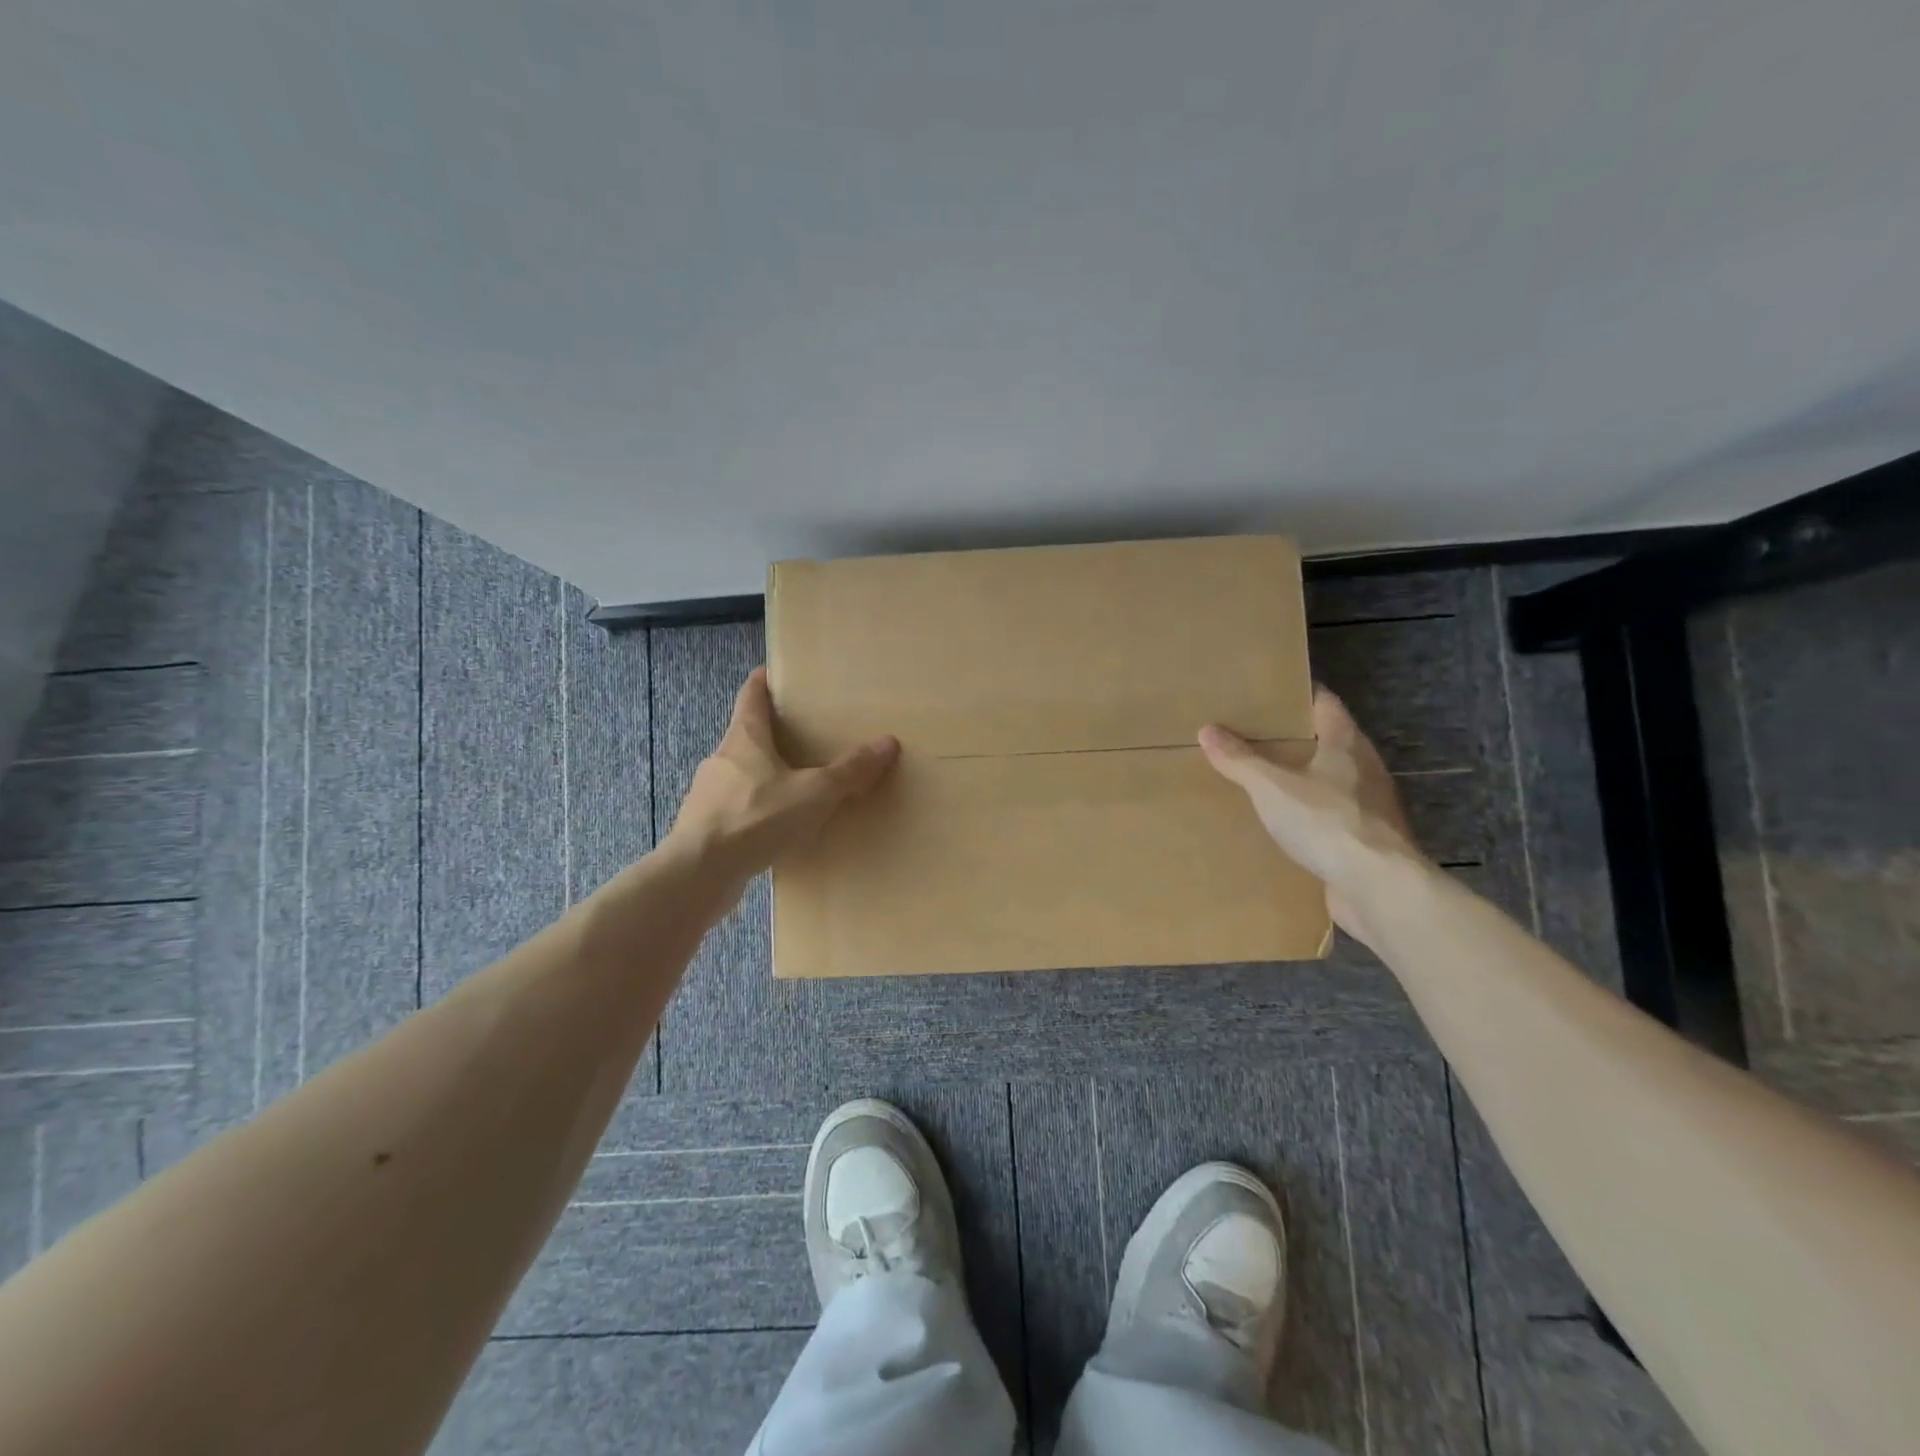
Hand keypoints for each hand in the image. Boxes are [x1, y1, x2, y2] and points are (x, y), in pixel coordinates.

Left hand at [667, 667, 898, 881]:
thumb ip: (849, 770)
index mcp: (744, 738)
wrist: (699, 873)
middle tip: (801, 735)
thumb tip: (888, 743)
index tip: (773, 672)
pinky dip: (754, 810)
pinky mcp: (704, 826)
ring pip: (739, 774)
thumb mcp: (814, 793)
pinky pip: (735, 808)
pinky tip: (772, 827)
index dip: (763, 681)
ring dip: (762, 775)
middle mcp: (722, 758)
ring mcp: (707, 793)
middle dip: (770, 733)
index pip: (751, 695)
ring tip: (793, 786)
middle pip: (745, 735)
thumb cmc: (756, 818)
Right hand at [1199, 688, 1422, 940]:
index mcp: (1346, 744)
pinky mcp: (1369, 840)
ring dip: (1307, 779)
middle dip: (1298, 738)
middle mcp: (1366, 768)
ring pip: (1334, 781)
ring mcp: (1372, 807)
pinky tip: (1288, 824)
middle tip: (1257, 736)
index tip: (1271, 694)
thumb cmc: (1326, 822)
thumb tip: (1207, 730)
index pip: (1325, 704)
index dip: (1300, 695)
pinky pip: (1335, 817)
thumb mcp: (1271, 787)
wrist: (1378, 887)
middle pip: (1331, 741)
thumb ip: (1240, 760)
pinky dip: (1313, 815)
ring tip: (1267, 779)